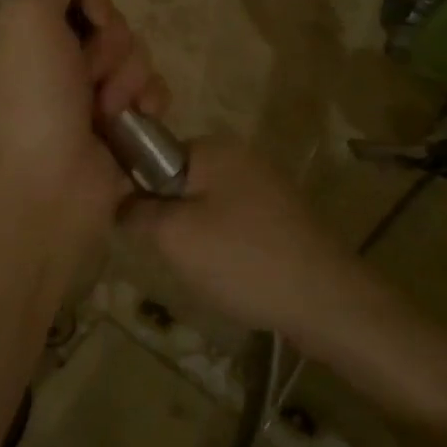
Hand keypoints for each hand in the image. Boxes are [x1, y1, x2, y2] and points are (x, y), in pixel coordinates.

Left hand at [0, 0, 169, 259]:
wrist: (49, 186)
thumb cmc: (32, 97)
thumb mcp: (27, 15)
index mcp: (29, 27)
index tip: (89, 16)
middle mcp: (58, 53)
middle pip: (113, 17)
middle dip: (111, 43)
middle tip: (88, 73)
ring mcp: (91, 89)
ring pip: (138, 51)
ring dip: (128, 77)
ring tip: (106, 109)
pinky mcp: (122, 120)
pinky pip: (154, 87)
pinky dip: (149, 100)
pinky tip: (136, 120)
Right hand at [128, 138, 359, 345]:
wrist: (327, 299)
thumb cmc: (242, 258)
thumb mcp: (174, 236)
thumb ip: (136, 212)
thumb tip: (119, 203)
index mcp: (213, 147)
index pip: (152, 156)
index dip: (137, 191)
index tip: (137, 228)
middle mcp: (240, 156)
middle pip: (179, 182)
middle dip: (168, 218)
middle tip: (171, 254)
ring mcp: (264, 185)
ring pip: (204, 206)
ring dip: (195, 236)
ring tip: (203, 270)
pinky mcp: (280, 216)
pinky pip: (233, 223)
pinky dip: (224, 246)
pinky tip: (230, 274)